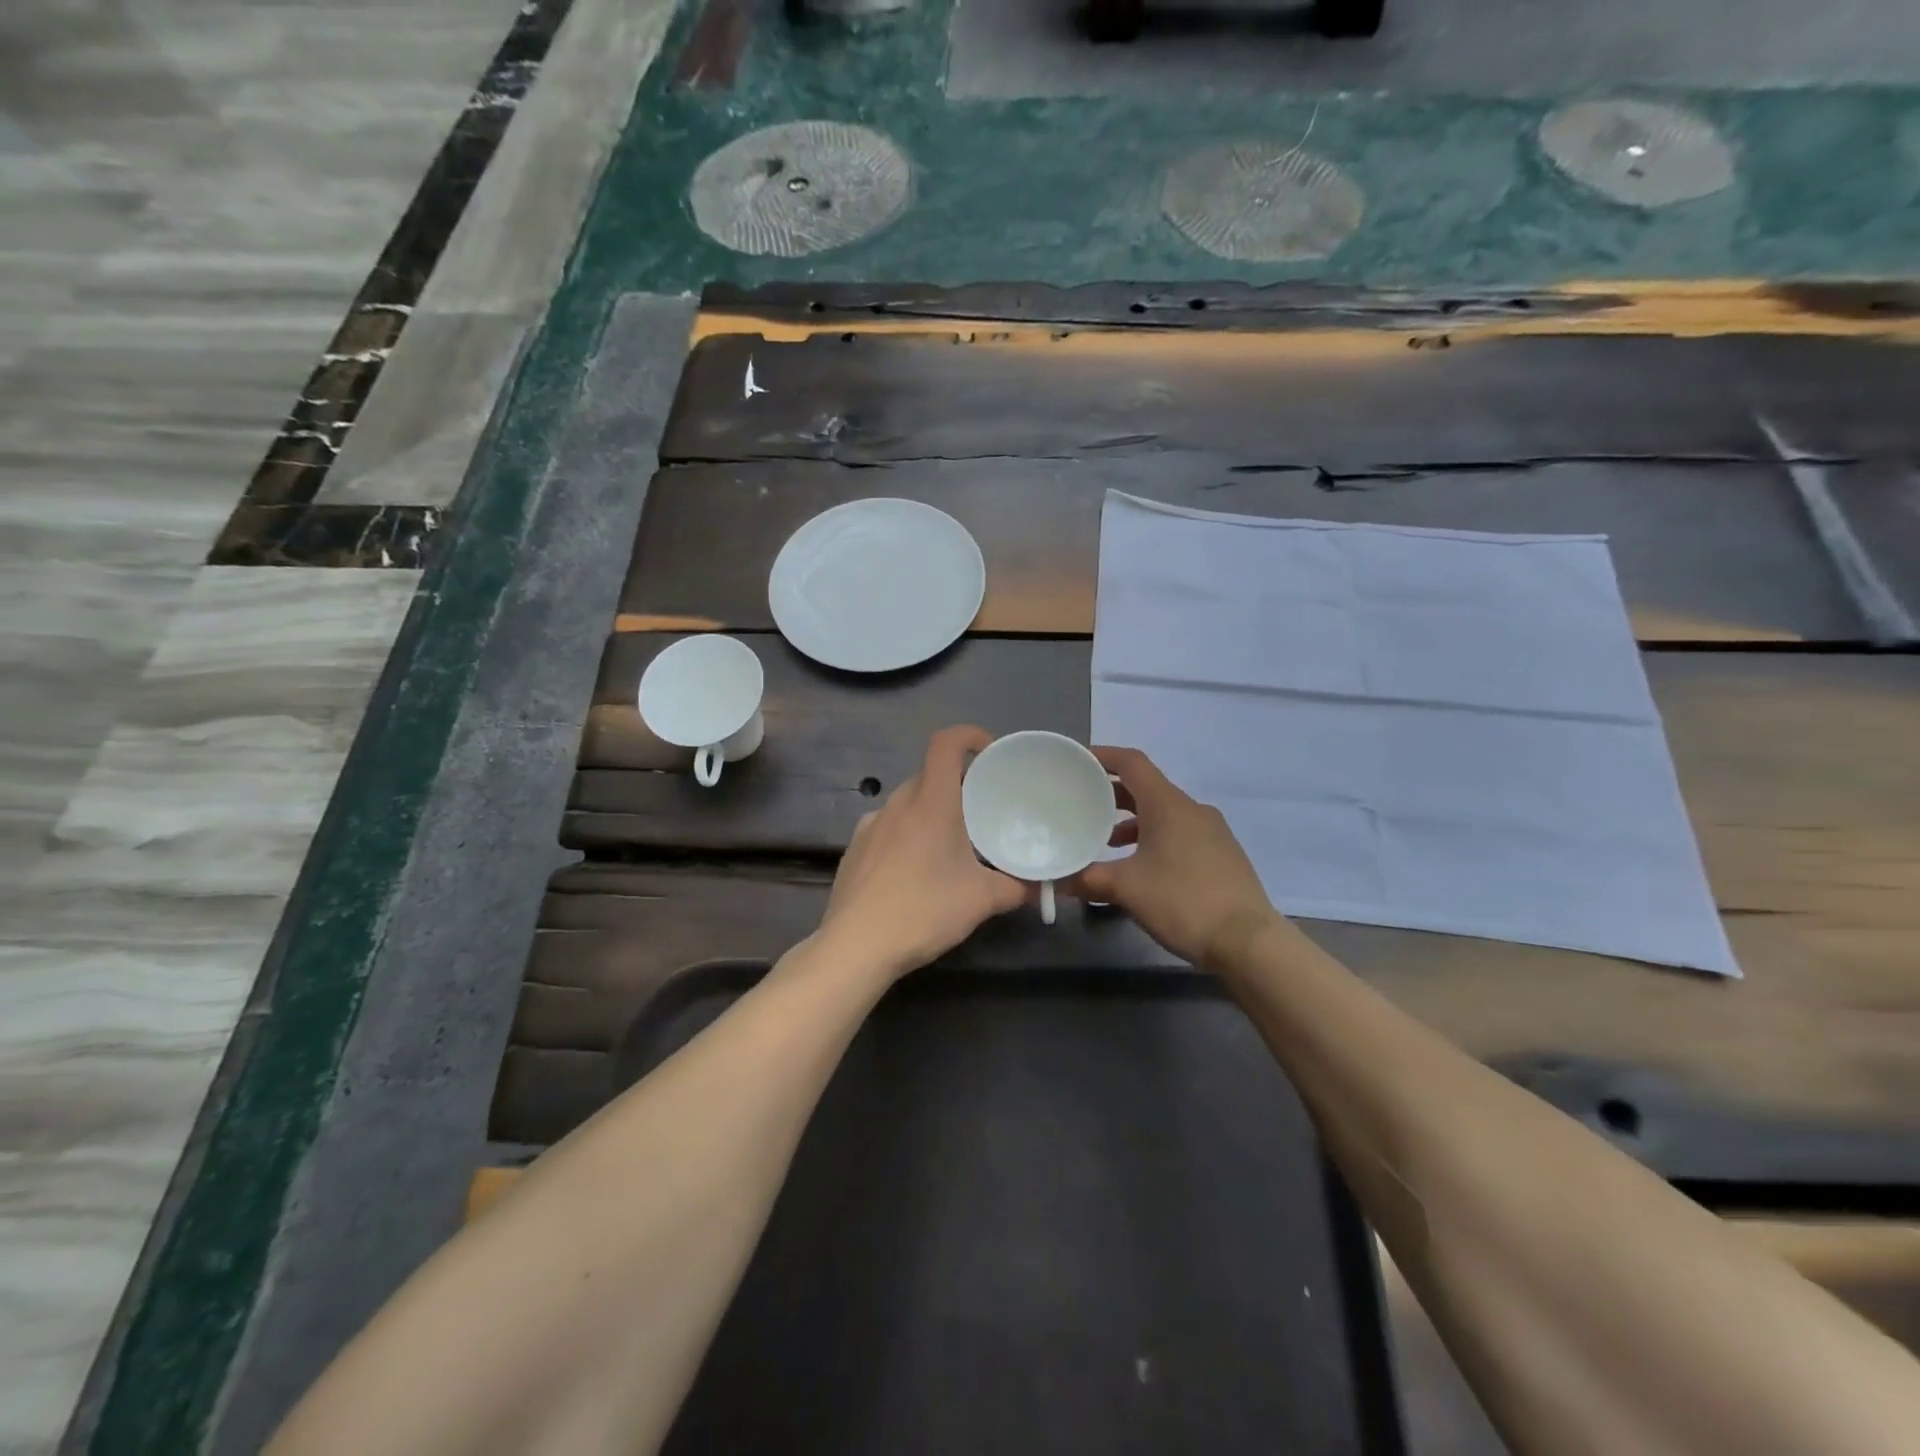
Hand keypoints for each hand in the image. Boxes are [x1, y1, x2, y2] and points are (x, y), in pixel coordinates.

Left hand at [817, 725, 1026, 981]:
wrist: (856, 946)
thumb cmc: (924, 911)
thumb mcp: (981, 900)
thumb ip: (1014, 887)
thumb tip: (1034, 886)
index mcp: (931, 802)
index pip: (945, 743)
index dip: (969, 735)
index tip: (990, 752)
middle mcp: (897, 804)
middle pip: (930, 776)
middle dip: (957, 786)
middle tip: (981, 813)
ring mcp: (870, 825)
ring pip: (908, 804)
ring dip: (930, 813)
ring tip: (949, 847)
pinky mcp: (854, 849)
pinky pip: (887, 828)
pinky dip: (906, 836)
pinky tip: (913, 872)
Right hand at [1068, 746, 1285, 967]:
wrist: (1248, 942)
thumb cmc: (1182, 902)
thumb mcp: (1126, 889)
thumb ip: (1087, 879)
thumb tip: (1057, 880)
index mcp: (1168, 805)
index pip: (1132, 763)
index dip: (1103, 756)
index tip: (1077, 761)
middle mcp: (1192, 810)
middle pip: (1146, 788)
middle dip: (1112, 794)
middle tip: (1082, 804)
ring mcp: (1212, 832)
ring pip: (1163, 814)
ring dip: (1133, 822)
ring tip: (1106, 843)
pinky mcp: (1221, 855)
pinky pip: (1179, 834)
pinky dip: (1153, 839)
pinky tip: (1140, 868)